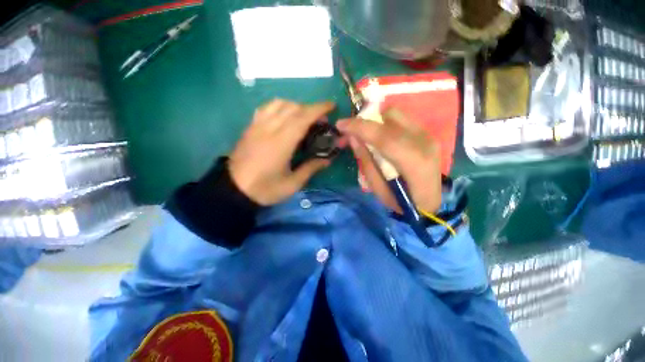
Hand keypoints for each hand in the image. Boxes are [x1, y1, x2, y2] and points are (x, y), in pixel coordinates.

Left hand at [229, 99, 334, 205]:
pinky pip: (266, 108)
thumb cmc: (265, 189)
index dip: (318, 109)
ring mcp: (258, 125)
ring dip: (295, 106)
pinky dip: (279, 107)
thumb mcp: (292, 184)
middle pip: (293, 108)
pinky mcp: (250, 127)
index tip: (331, 106)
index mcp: (282, 143)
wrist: (234, 190)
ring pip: (279, 104)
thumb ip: (311, 168)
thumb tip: (327, 160)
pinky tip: (284, 116)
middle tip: (320, 120)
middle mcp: (270, 129)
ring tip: (303, 117)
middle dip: (310, 109)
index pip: (302, 117)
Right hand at [336, 108, 441, 212]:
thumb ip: (366, 161)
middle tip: (351, 132)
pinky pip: (402, 121)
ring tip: (365, 134)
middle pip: (390, 117)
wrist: (430, 203)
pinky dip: (386, 125)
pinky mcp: (427, 135)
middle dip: (366, 120)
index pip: (382, 136)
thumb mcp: (377, 188)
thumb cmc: (401, 202)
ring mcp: (428, 136)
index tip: (340, 124)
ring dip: (376, 121)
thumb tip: (353, 138)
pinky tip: (380, 138)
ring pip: (396, 115)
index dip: (359, 127)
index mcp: (412, 161)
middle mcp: (423, 142)